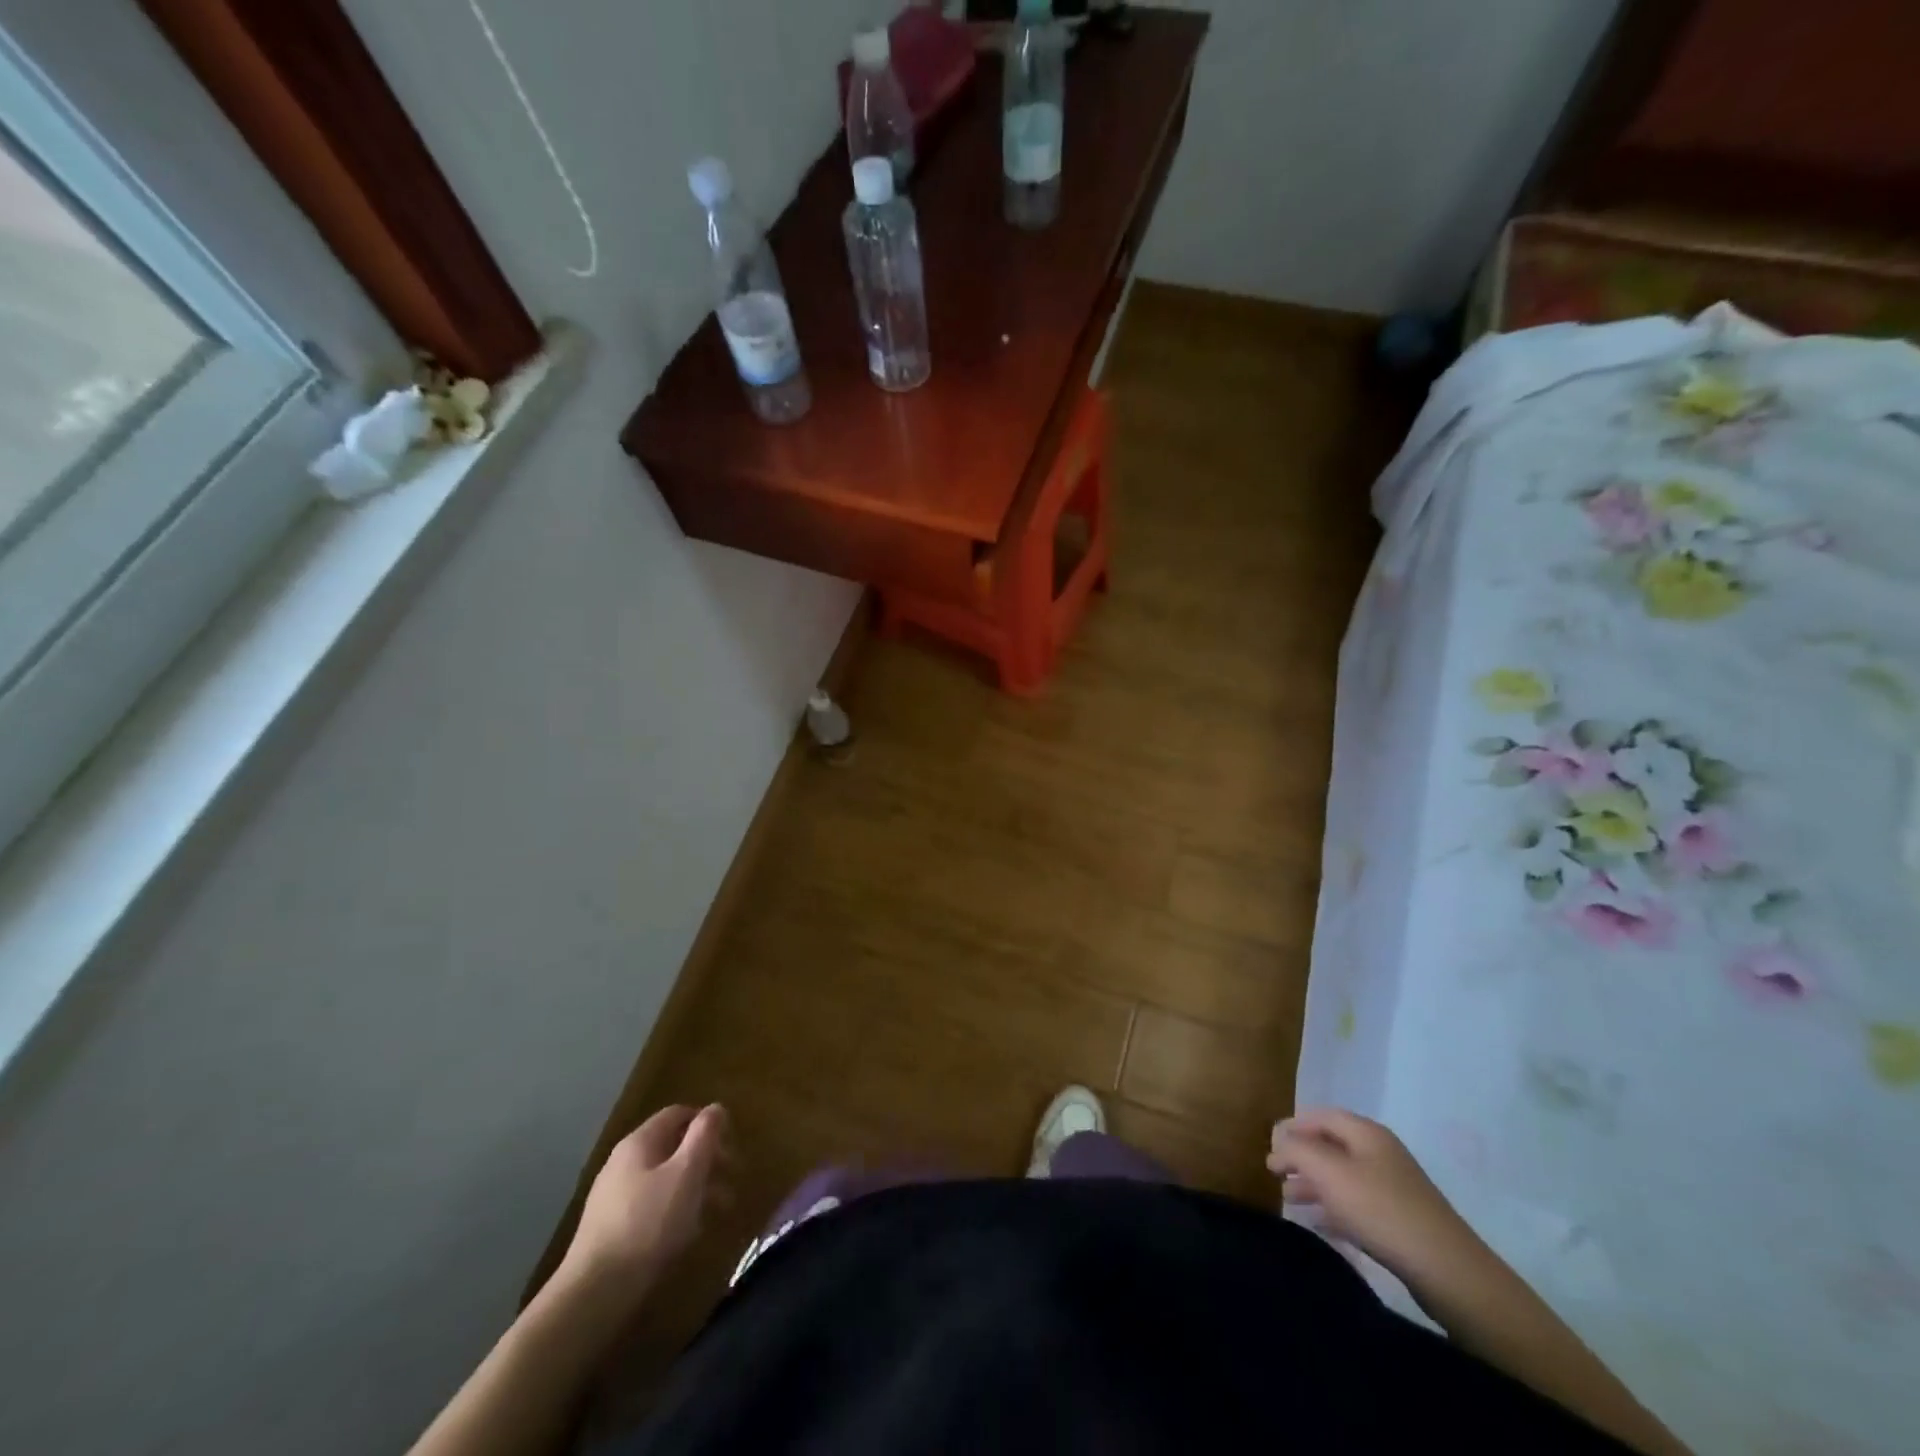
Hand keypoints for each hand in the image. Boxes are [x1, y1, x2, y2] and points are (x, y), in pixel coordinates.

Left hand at [560, 1104, 727, 1296]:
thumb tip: (715, 1107)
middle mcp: (623, 1162)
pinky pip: (652, 1206)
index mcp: (639, 1142)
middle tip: (731, 1179)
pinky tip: (689, 1232)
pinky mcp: (611, 1229)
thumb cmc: (649, 1223)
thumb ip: (704, 1136)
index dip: (707, 1123)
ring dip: (696, 1187)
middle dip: (706, 1159)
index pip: (678, 1114)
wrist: (594, 1293)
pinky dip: (676, 1210)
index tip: (731, 1144)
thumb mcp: (687, 1173)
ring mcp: (614, 1197)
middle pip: (673, 1146)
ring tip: (719, 1210)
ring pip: (665, 1178)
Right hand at [1267, 1107, 1482, 1282]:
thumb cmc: (1381, 1210)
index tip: (1270, 1144)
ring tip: (1289, 1200)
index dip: (1293, 1126)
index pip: (1321, 1116)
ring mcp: (1394, 1188)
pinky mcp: (1402, 1221)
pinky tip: (1320, 1224)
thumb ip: (1297, 1150)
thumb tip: (1279, 1141)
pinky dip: (1335, 1208)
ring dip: (1314, 1185)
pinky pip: (1358, 1206)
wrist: (1448, 1271)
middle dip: (1301, 1158)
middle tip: (1274, 1174)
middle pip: (1332, 1146)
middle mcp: (1381, 1154)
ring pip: (1343, 1178)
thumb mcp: (1329, 1172)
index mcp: (1367, 1133)